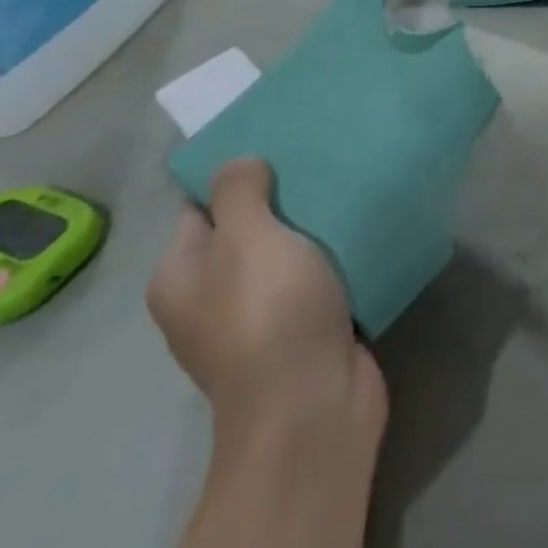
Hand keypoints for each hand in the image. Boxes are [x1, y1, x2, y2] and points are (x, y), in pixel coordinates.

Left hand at [149, 158, 386, 457]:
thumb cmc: (270, 315)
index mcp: (182, 276)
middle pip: (248, 227)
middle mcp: (213, 297)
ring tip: (351, 182)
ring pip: (288, 252)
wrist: (313, 407)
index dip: (234, 172)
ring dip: (316, 224)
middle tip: (323, 155)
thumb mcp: (247, 241)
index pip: (200, 207)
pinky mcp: (305, 329)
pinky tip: (365, 228)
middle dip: (283, 194)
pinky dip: (337, 254)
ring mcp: (261, 317)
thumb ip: (238, 194)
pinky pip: (319, 277)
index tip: (278, 140)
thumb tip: (239, 165)